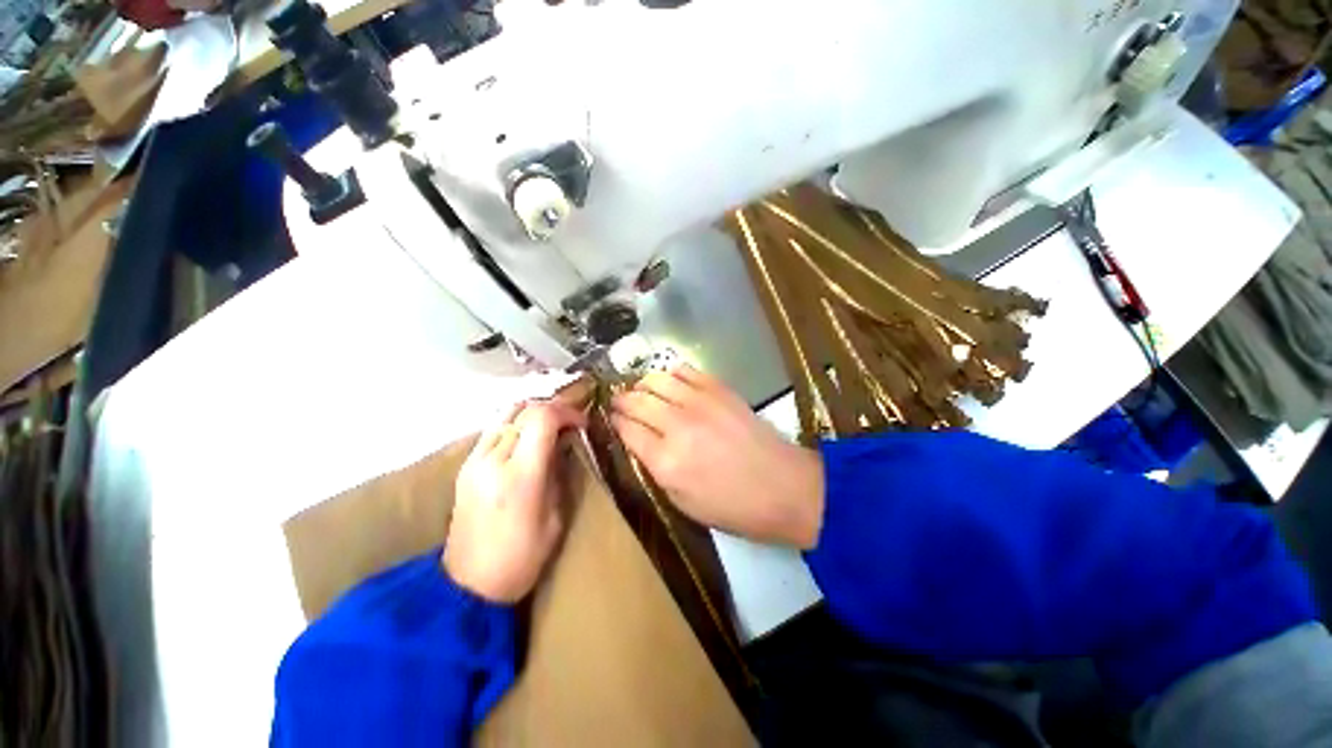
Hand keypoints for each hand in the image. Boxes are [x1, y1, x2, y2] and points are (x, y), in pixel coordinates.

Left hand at [444, 400, 586, 602]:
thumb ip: (559, 472)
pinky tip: (527, 439)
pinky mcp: (465, 466)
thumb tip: (565, 442)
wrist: (468, 585)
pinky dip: (515, 424)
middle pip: (524, 410)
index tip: (582, 423)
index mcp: (520, 476)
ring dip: (532, 413)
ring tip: (550, 427)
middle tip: (569, 422)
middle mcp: (493, 460)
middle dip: (552, 409)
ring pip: (505, 414)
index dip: (567, 412)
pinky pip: (493, 429)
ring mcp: (474, 461)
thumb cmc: (522, 558)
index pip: (542, 418)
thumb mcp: (556, 517)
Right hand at [611, 365, 824, 548]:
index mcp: (666, 461)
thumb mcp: (683, 502)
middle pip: (636, 400)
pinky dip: (670, 373)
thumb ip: (654, 469)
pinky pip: (685, 370)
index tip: (610, 419)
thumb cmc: (732, 506)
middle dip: (621, 400)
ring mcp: (700, 402)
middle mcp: (677, 425)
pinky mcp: (719, 389)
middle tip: (618, 403)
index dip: (614, 422)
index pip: (626, 429)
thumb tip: (637, 441)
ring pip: (656, 379)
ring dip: (642, 384)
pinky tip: (670, 383)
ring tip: (641, 391)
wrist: (783, 486)